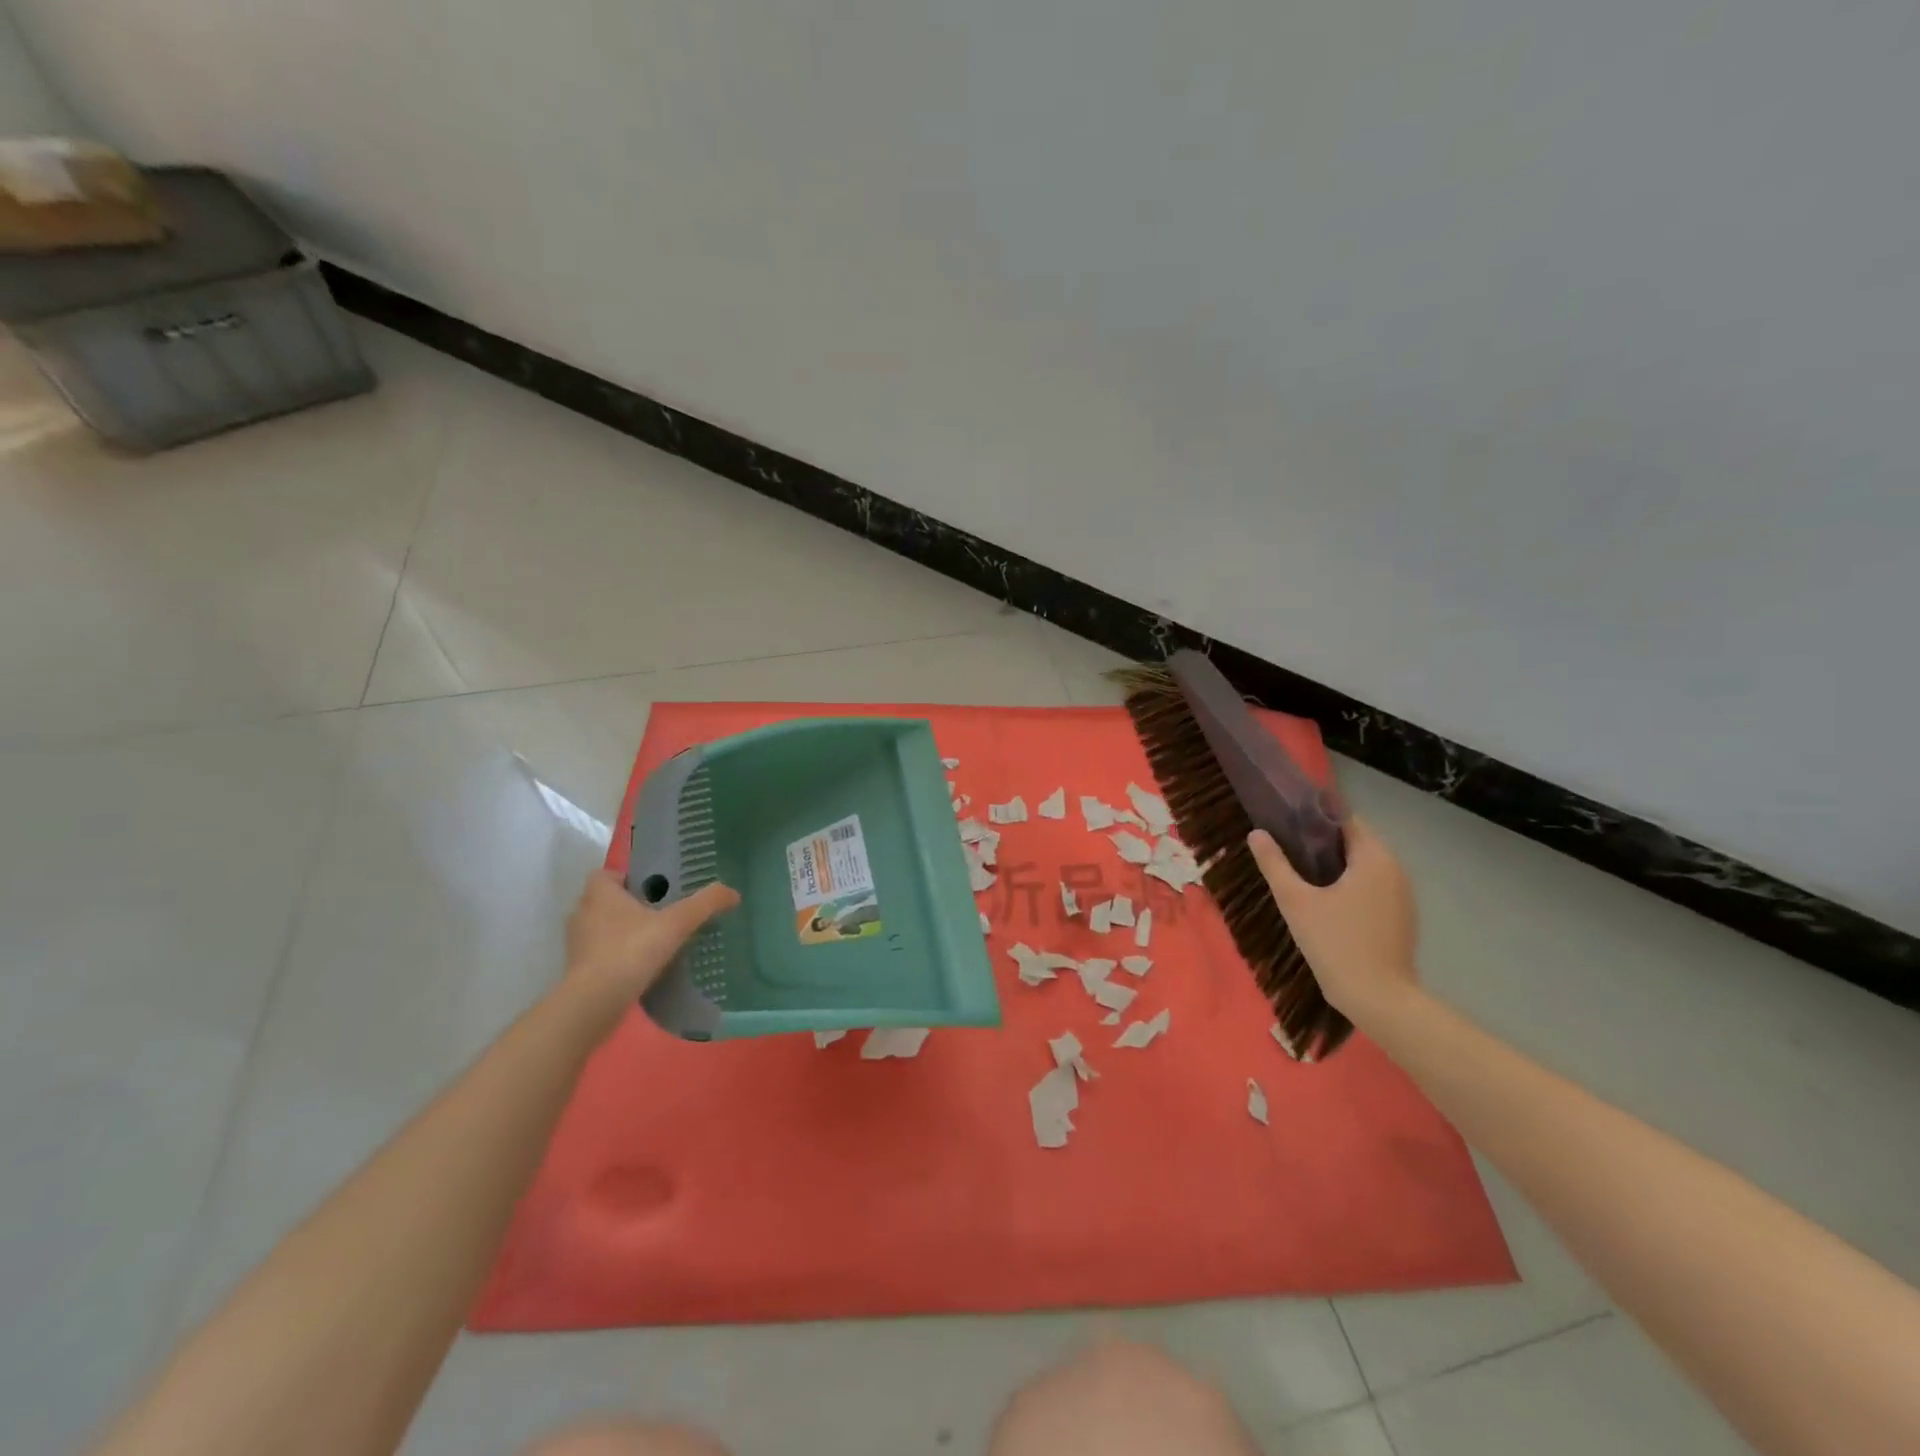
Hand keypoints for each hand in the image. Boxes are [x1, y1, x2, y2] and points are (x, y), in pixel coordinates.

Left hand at [563, 869, 739, 1026]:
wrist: (595, 1002)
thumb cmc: (631, 950)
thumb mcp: (676, 924)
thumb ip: (704, 904)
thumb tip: (733, 892)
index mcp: (600, 894)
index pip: (606, 875)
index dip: (626, 878)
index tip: (651, 890)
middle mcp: (582, 914)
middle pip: (604, 901)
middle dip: (627, 906)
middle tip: (659, 913)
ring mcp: (577, 944)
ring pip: (601, 929)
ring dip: (621, 932)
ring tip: (652, 941)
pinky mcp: (577, 971)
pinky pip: (599, 955)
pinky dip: (616, 957)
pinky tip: (640, 967)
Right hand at [1247, 816, 1418, 1020]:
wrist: (1378, 999)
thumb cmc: (1335, 942)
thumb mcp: (1295, 901)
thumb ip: (1274, 864)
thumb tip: (1256, 834)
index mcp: (1374, 858)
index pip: (1347, 819)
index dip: (1317, 817)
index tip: (1288, 822)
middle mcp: (1395, 870)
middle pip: (1357, 842)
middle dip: (1324, 842)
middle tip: (1289, 849)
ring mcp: (1403, 896)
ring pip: (1366, 866)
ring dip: (1338, 865)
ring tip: (1303, 875)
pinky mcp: (1402, 918)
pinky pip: (1374, 888)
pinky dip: (1352, 885)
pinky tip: (1327, 903)